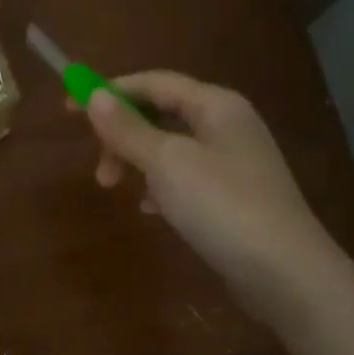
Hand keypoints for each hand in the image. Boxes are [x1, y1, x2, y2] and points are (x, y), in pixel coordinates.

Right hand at [78, 72, 343, 319]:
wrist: (284, 272)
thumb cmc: (221, 206)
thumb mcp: (166, 163)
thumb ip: (128, 129)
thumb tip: (95, 96)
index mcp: (216, 105)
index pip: (154, 82)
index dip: (110, 91)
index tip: (69, 108)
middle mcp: (228, 124)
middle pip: (161, 113)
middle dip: (122, 135)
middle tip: (100, 170)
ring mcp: (235, 161)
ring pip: (171, 148)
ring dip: (138, 162)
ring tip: (120, 190)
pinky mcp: (235, 195)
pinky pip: (186, 177)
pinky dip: (161, 186)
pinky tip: (152, 210)